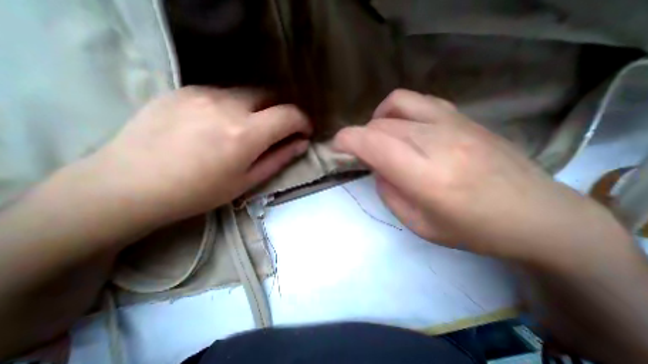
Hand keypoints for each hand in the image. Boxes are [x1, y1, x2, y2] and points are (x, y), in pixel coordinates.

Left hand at [90, 85, 311, 225]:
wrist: (130, 184)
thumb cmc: (198, 192)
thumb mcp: (247, 181)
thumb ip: (279, 158)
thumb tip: (302, 143)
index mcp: (245, 133)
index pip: (289, 115)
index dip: (303, 121)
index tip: (305, 131)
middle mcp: (228, 105)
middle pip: (271, 95)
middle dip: (283, 111)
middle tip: (280, 130)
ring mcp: (203, 92)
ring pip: (248, 92)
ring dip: (260, 108)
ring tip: (249, 129)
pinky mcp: (185, 89)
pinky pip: (225, 92)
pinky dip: (236, 105)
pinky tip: (221, 123)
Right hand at [334, 88, 633, 269]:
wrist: (536, 214)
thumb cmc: (472, 229)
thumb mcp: (417, 223)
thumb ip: (389, 191)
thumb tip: (377, 166)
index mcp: (425, 175)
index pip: (373, 142)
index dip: (346, 140)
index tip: (336, 147)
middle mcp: (437, 141)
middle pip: (380, 125)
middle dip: (360, 137)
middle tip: (360, 153)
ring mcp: (452, 123)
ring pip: (395, 104)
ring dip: (377, 120)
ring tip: (379, 137)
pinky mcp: (462, 116)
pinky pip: (417, 101)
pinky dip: (397, 110)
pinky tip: (402, 127)